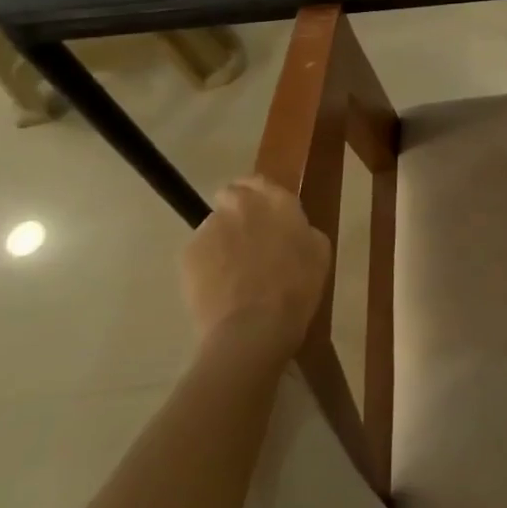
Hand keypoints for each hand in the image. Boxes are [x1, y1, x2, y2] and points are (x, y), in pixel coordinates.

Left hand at [179, 177, 330, 358]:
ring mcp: (211, 228)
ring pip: (213, 225)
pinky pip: (198, 252)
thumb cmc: (297, 288)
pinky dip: (206, 264)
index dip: (258, 194)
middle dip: (235, 211)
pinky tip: (218, 287)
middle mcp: (242, 205)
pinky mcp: (188, 253)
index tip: (263, 212)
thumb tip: (290, 228)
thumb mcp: (318, 251)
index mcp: (278, 201)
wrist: (253, 326)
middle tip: (248, 238)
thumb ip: (301, 228)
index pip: (259, 180)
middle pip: (230, 195)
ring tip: (232, 271)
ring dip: (222, 239)